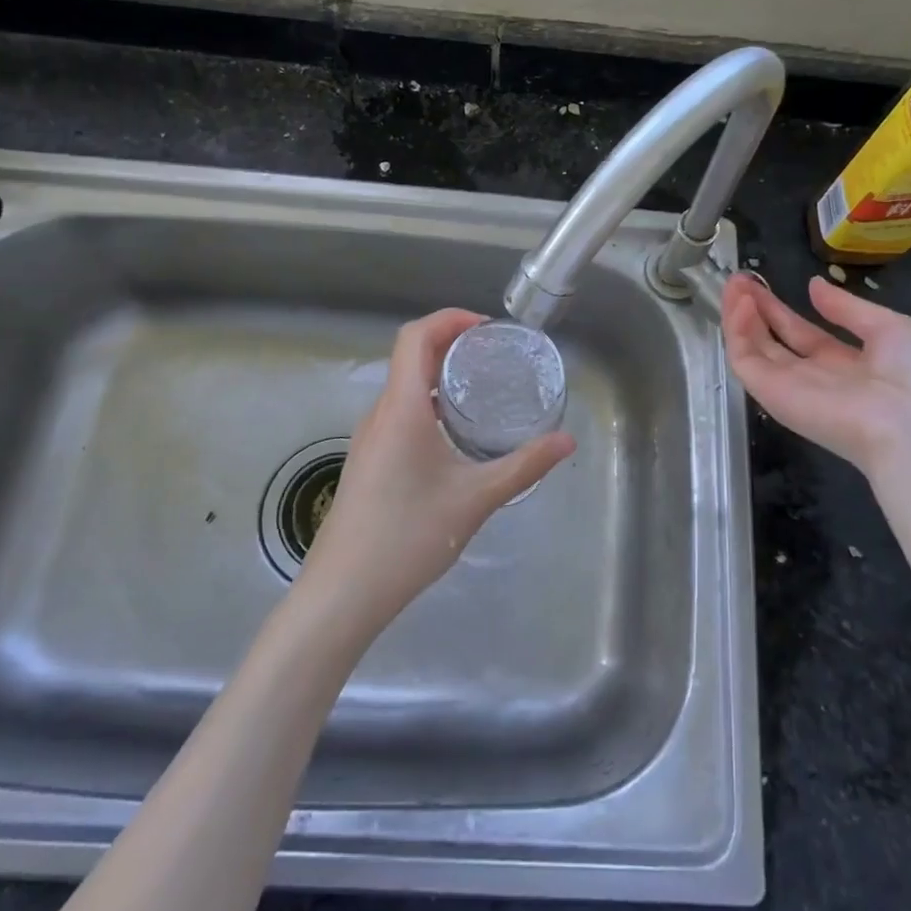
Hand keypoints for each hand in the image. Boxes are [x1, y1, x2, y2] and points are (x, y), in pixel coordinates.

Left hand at [296, 309, 575, 638]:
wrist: (343, 591)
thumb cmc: (409, 535)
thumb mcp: (476, 498)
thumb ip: (524, 466)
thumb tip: (567, 441)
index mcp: (402, 407)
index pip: (416, 336)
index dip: (449, 319)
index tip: (487, 327)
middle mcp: (380, 413)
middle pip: (409, 356)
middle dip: (451, 344)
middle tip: (495, 356)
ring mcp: (369, 438)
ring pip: (403, 387)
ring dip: (438, 376)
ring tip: (481, 390)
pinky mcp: (367, 460)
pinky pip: (398, 413)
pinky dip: (428, 404)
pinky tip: (454, 434)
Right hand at [722, 274, 910, 485]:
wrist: (909, 430)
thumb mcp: (890, 328)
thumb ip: (847, 308)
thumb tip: (814, 286)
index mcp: (843, 363)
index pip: (801, 333)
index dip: (780, 308)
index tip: (761, 283)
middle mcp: (811, 376)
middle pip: (771, 339)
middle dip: (754, 309)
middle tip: (738, 279)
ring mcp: (787, 386)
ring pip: (752, 348)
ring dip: (739, 315)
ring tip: (734, 284)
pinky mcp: (770, 394)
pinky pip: (744, 360)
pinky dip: (737, 331)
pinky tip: (740, 304)